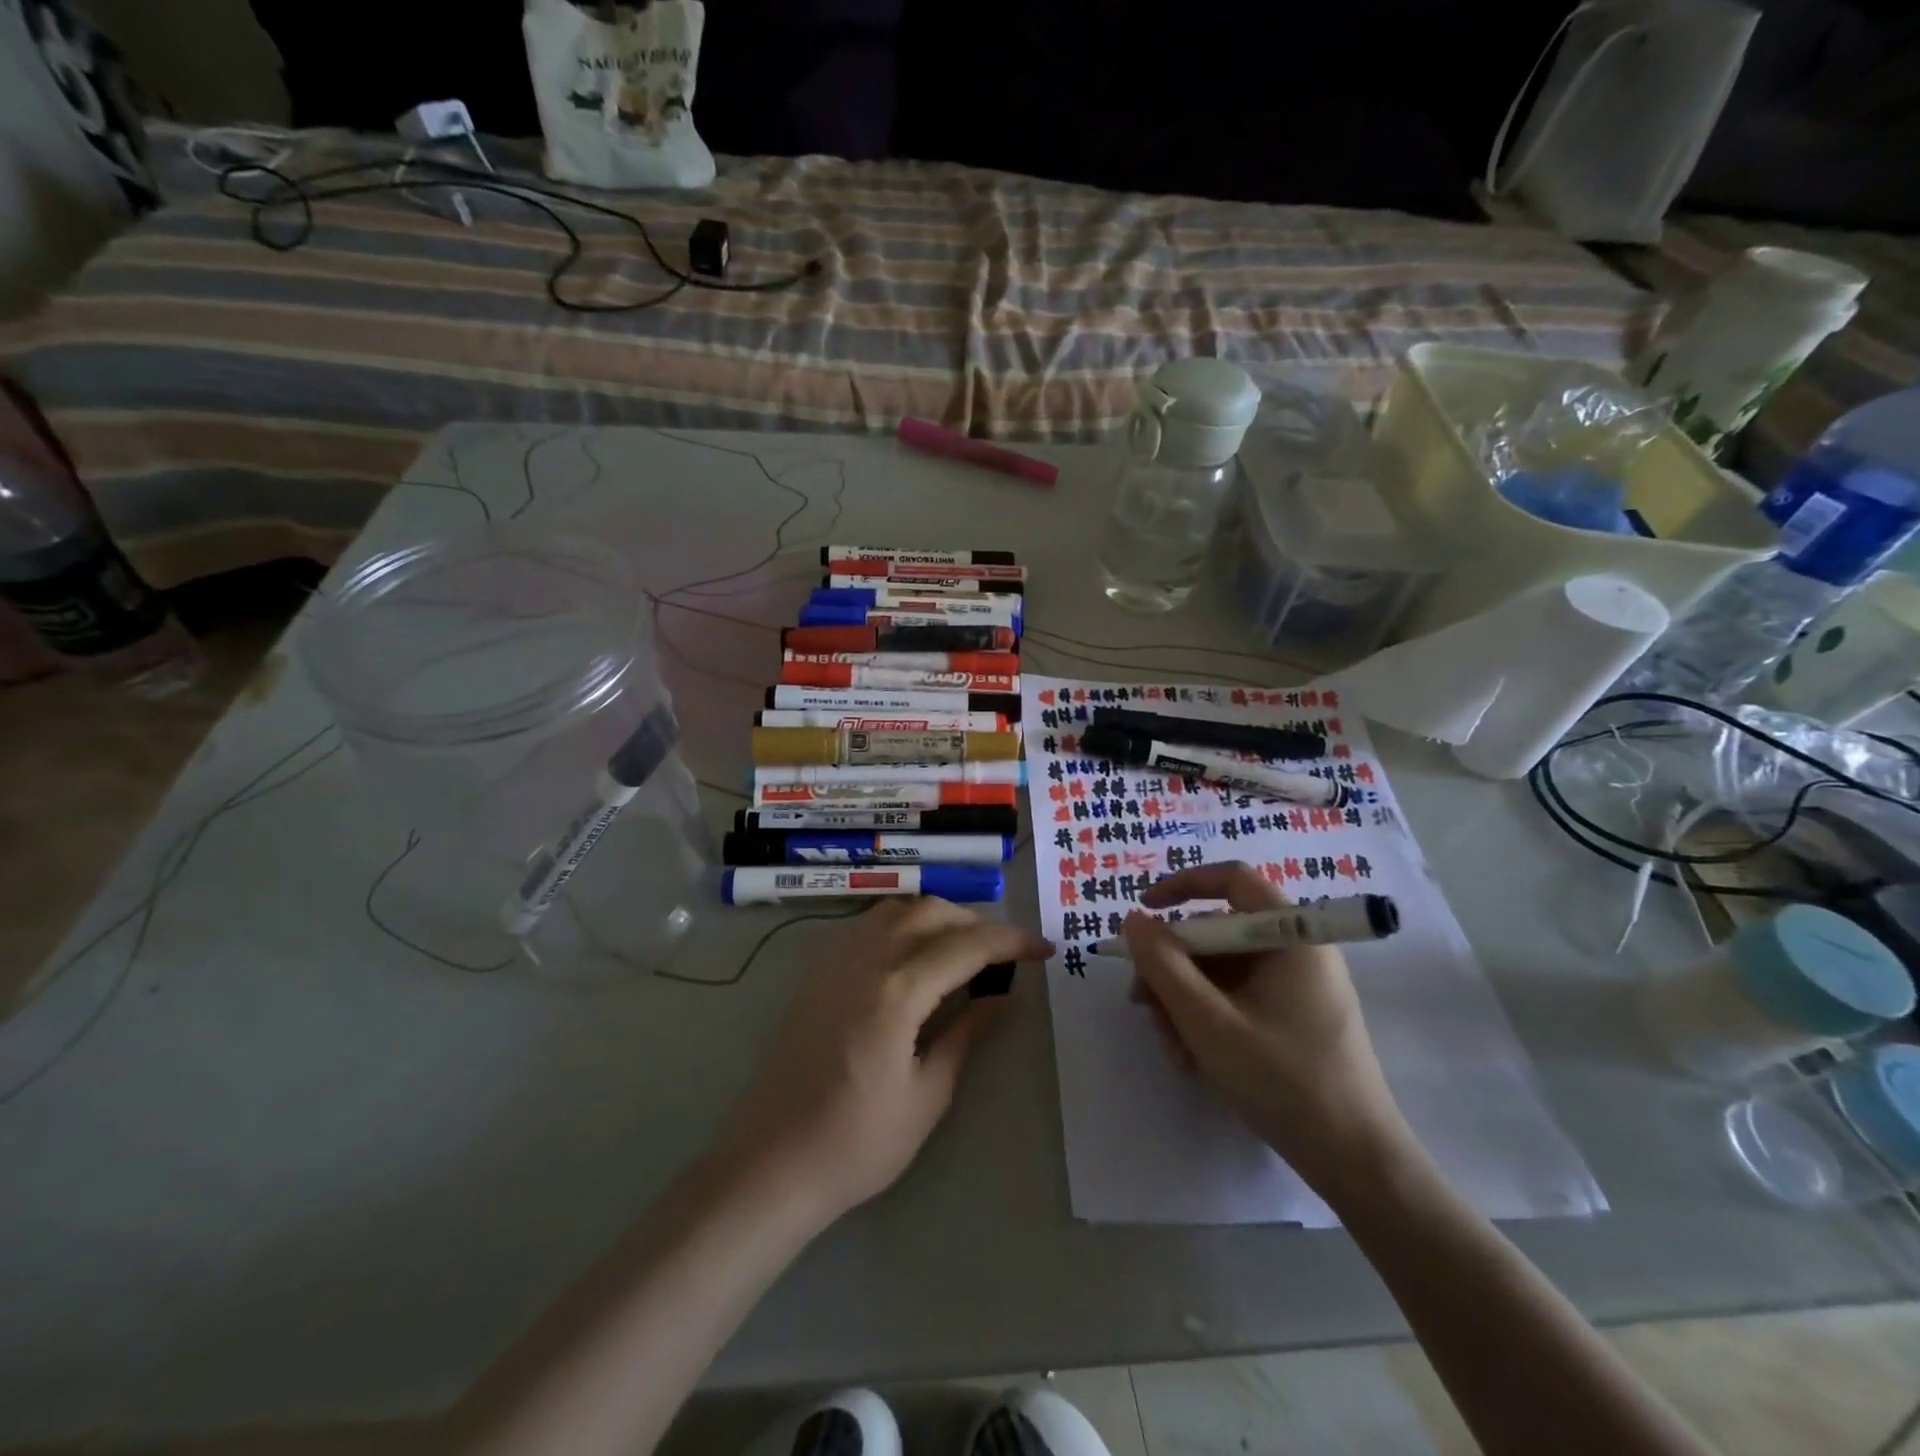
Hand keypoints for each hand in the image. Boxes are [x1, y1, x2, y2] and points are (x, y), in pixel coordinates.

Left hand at [715, 898, 1052, 1226]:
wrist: (770, 1161)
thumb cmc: (856, 1142)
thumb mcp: (927, 1095)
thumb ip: (968, 1034)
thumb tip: (1006, 997)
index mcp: (897, 989)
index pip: (967, 944)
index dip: (1012, 941)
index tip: (1044, 949)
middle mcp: (866, 958)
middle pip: (933, 912)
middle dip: (977, 924)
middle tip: (1005, 957)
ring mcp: (836, 958)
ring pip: (899, 909)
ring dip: (939, 918)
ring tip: (963, 953)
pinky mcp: (818, 970)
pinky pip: (869, 923)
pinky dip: (904, 925)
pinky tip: (914, 959)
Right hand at [1124, 862, 1413, 1196]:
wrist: (1356, 1164)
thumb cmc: (1283, 1082)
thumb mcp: (1209, 1023)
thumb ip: (1164, 966)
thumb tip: (1133, 921)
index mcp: (1292, 936)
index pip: (1231, 880)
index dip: (1181, 886)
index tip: (1142, 911)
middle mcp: (1298, 950)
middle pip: (1219, 932)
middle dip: (1173, 965)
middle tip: (1142, 1003)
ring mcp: (1298, 985)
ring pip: (1223, 970)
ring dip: (1185, 999)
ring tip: (1170, 1045)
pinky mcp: (1295, 1016)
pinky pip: (1239, 997)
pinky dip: (1208, 1017)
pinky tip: (1192, 1056)